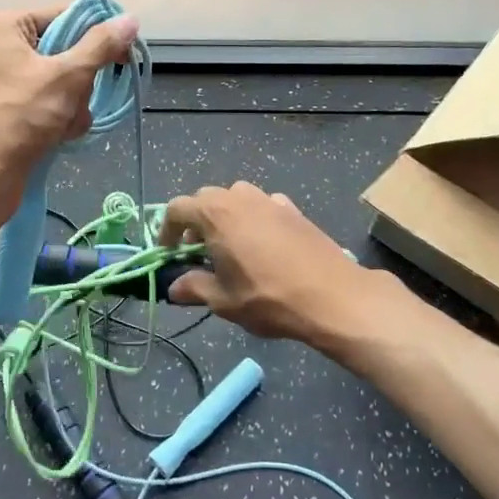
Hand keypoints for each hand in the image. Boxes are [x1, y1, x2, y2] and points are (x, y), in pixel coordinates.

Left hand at [0, 6, 138, 223]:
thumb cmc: (19, 119)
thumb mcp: (67, 77)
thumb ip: (101, 45)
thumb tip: (130, 19)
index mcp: (4, 25)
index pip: (65, 15)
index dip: (96, 35)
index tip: (123, 56)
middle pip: (65, 51)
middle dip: (80, 82)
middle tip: (76, 101)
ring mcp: (1, 80)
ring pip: (61, 81)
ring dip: (73, 106)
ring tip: (64, 125)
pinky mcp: (6, 109)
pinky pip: (48, 102)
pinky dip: (59, 119)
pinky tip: (58, 137)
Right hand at [157, 181, 376, 344]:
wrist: (332, 295)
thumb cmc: (268, 297)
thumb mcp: (224, 301)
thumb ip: (195, 288)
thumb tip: (174, 287)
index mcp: (215, 214)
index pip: (177, 208)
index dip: (166, 230)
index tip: (169, 253)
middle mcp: (239, 197)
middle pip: (205, 199)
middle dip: (195, 222)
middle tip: (196, 252)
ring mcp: (269, 199)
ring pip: (235, 199)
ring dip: (224, 217)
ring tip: (228, 247)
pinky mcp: (292, 208)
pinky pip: (261, 206)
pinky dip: (252, 218)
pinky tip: (261, 245)